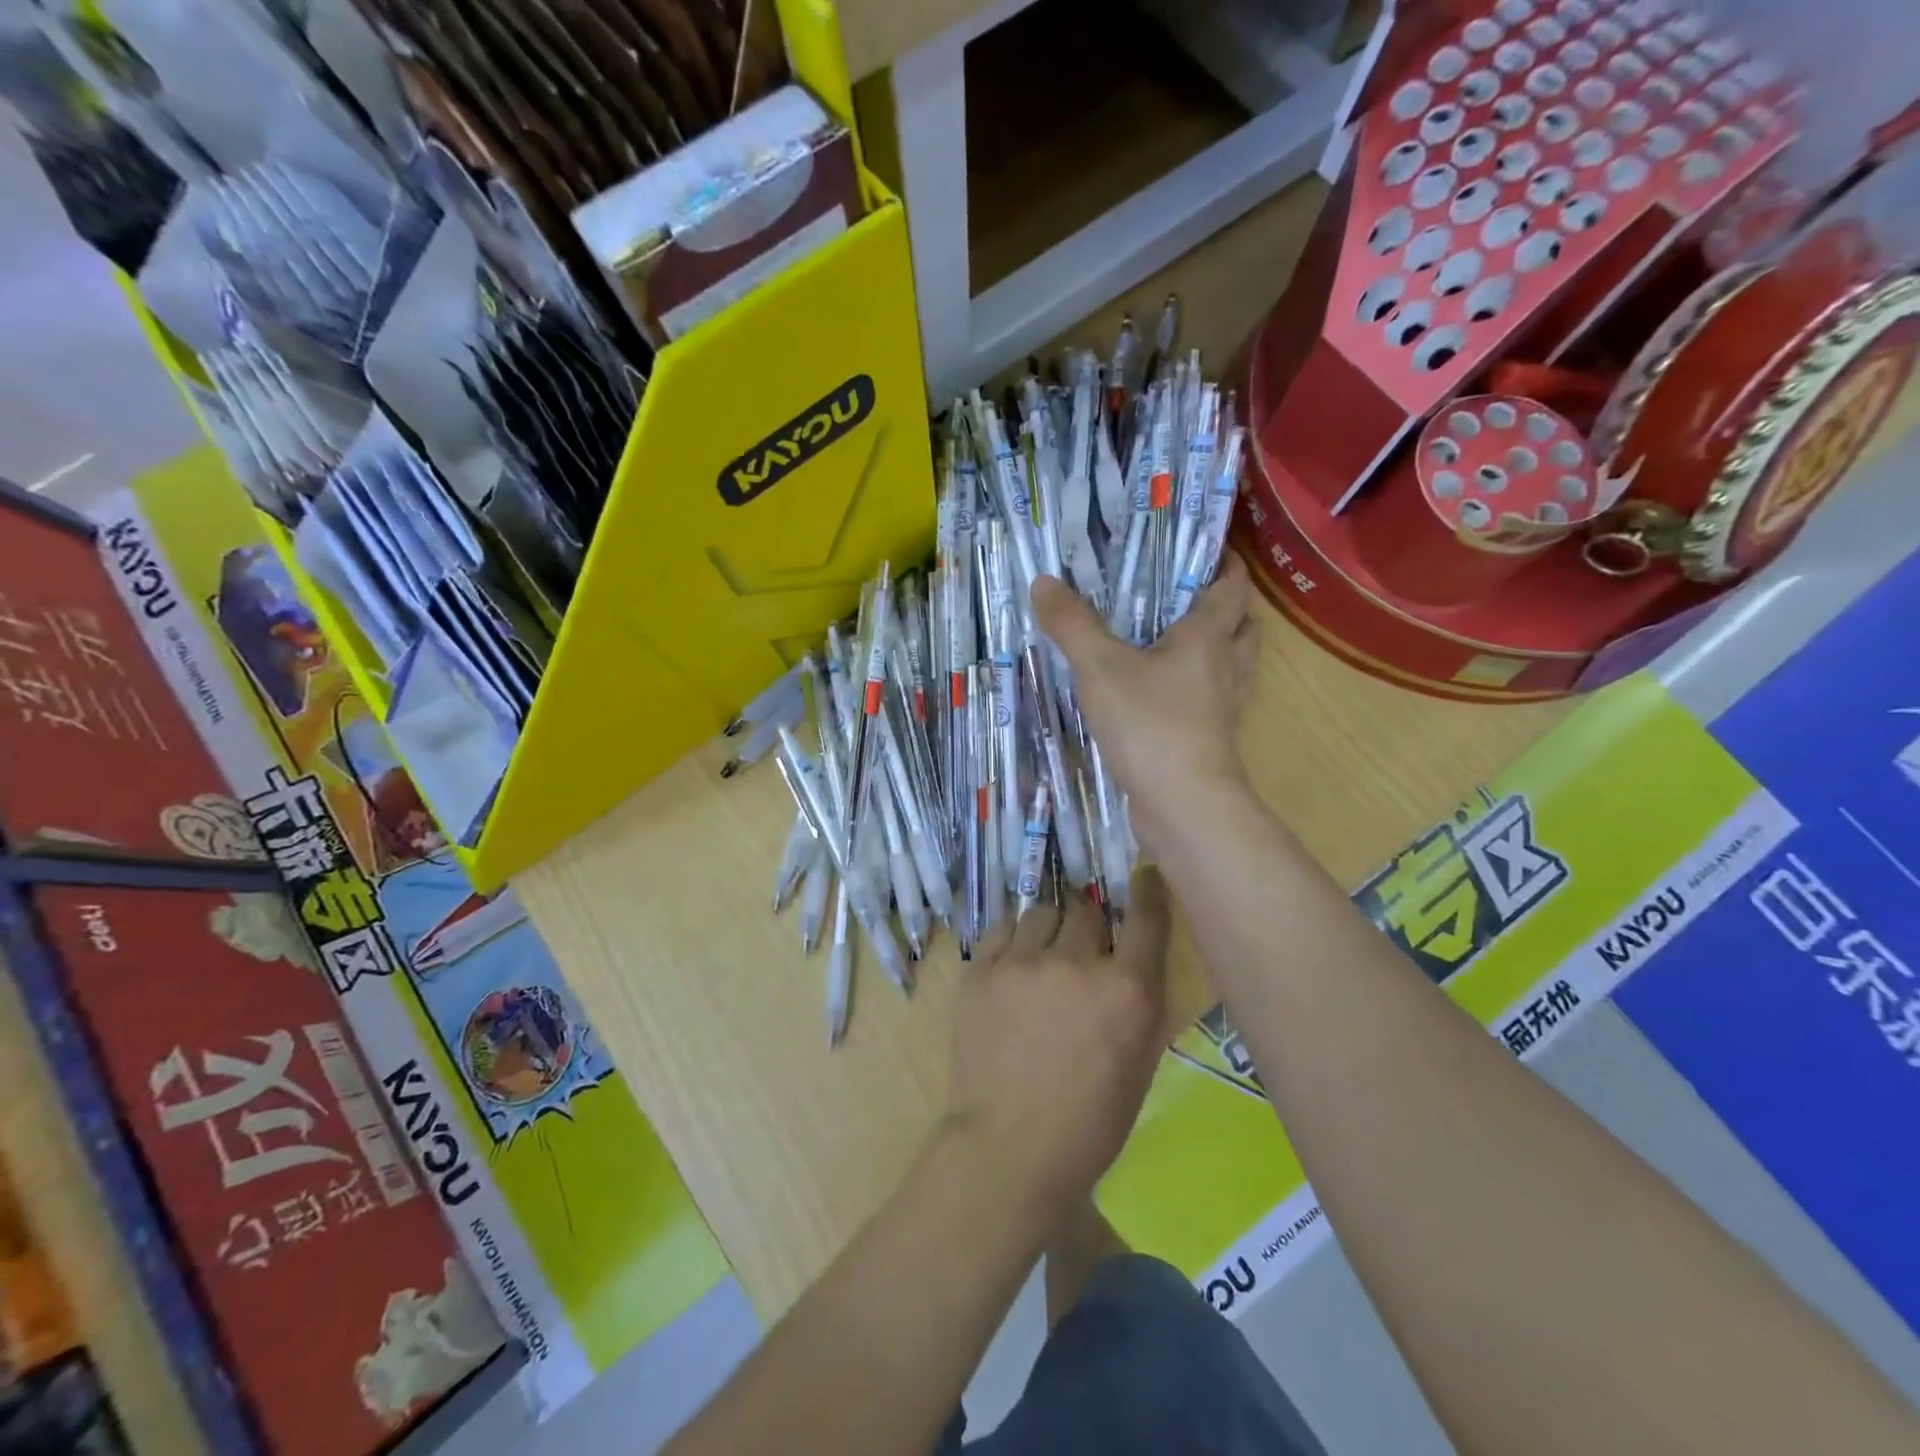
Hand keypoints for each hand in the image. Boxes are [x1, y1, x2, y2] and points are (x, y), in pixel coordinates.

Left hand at [942, 871, 1174, 1221]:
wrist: (1010, 1148)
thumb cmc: (1089, 1122)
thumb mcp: (1140, 1063)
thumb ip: (1139, 1000)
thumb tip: (1130, 957)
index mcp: (1128, 990)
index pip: (1145, 917)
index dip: (1146, 890)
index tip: (1143, 874)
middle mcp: (1077, 963)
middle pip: (1086, 909)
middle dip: (1088, 924)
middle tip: (1081, 947)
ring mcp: (1023, 962)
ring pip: (1042, 912)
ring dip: (1050, 929)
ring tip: (1043, 958)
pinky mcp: (981, 969)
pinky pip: (1003, 928)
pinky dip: (1014, 940)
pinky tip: (1013, 965)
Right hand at [1033, 554, 1260, 854]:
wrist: (1183, 806)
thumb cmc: (1150, 724)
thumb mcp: (1100, 668)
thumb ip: (1072, 624)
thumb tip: (1044, 581)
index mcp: (1209, 638)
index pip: (1233, 587)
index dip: (1226, 563)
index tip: (1208, 548)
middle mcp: (1225, 669)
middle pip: (1243, 627)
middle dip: (1226, 608)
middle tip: (1187, 597)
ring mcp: (1222, 710)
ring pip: (1231, 668)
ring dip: (1215, 650)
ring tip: (1174, 643)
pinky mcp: (1209, 742)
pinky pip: (1210, 703)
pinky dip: (1195, 690)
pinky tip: (1160, 696)